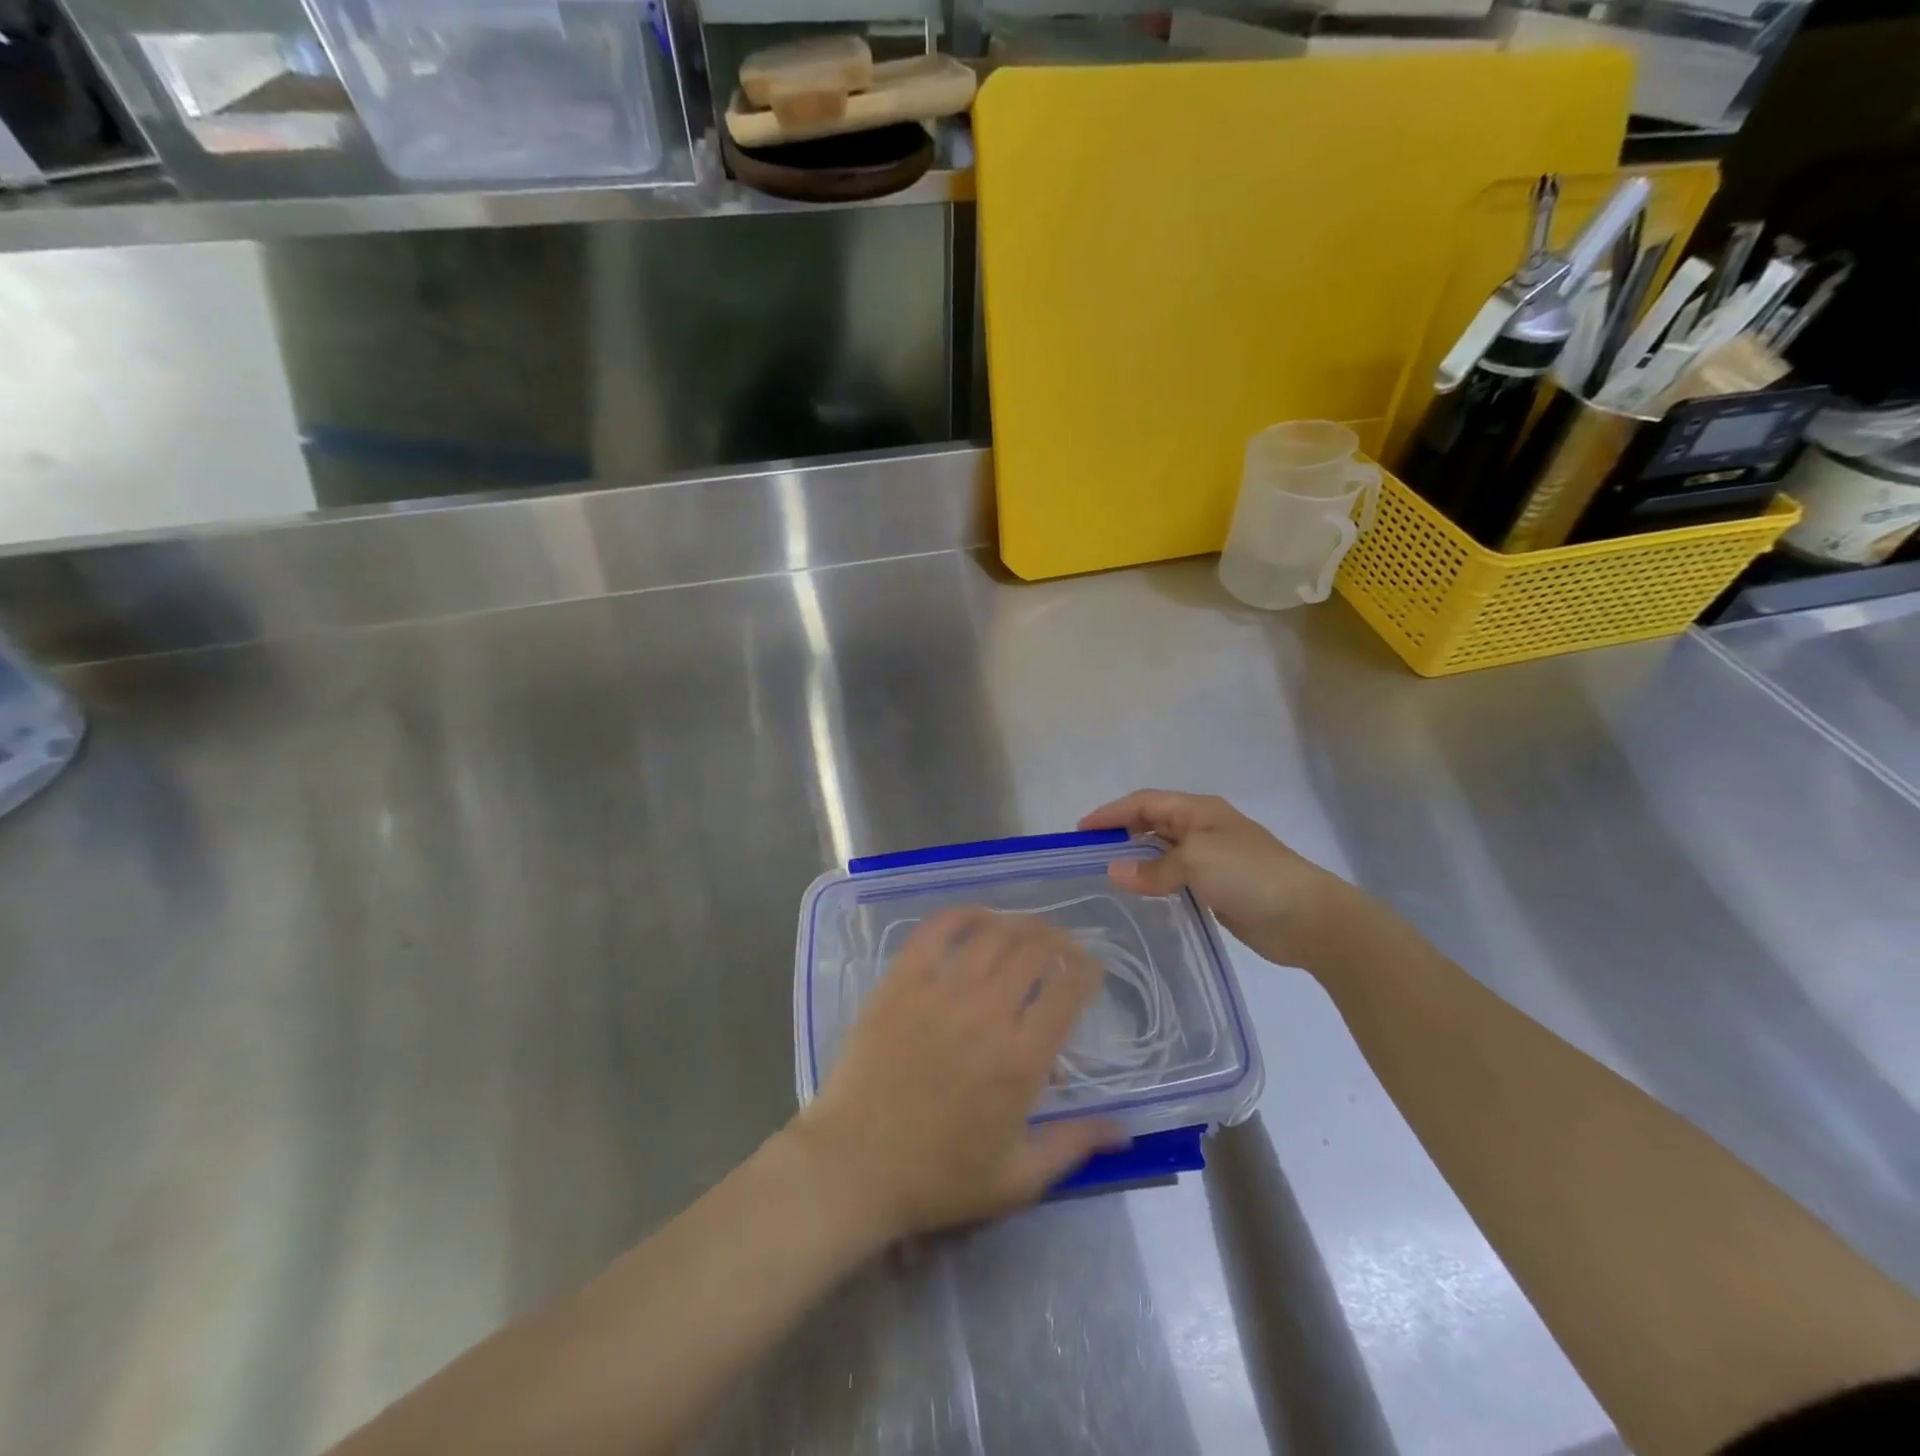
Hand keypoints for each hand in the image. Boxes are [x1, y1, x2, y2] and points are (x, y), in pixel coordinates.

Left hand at [791, 909, 1122, 1241]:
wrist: (854, 1166)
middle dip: (1059, 941)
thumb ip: (1074, 1145)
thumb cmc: (938, 1177)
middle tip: (1064, 945)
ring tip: (1029, 928)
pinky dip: (962, 915)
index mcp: (1021, 1059)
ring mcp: (941, 991)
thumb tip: (1126, 1128)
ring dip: (1019, 924)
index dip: (1087, 971)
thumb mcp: (1017, 1178)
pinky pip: (935, 931)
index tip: (1091, 968)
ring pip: (992, 935)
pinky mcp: (902, 981)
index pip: (1068, 992)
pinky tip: (977, 915)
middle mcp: (987, 1013)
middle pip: (1034, 952)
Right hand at [1079, 790, 1361, 968]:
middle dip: (1121, 832)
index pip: (1145, 802)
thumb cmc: (1250, 874)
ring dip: (1137, 858)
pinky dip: (1155, 881)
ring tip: (1107, 874)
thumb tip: (1115, 871)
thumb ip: (1152, 867)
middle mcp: (1203, 829)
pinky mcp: (1218, 888)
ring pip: (1164, 852)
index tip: (1081, 831)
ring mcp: (1213, 859)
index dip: (1111, 812)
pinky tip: (1140, 895)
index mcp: (1199, 811)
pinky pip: (1176, 878)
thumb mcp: (1196, 861)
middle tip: (1089, 853)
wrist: (1307, 917)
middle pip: (1153, 823)